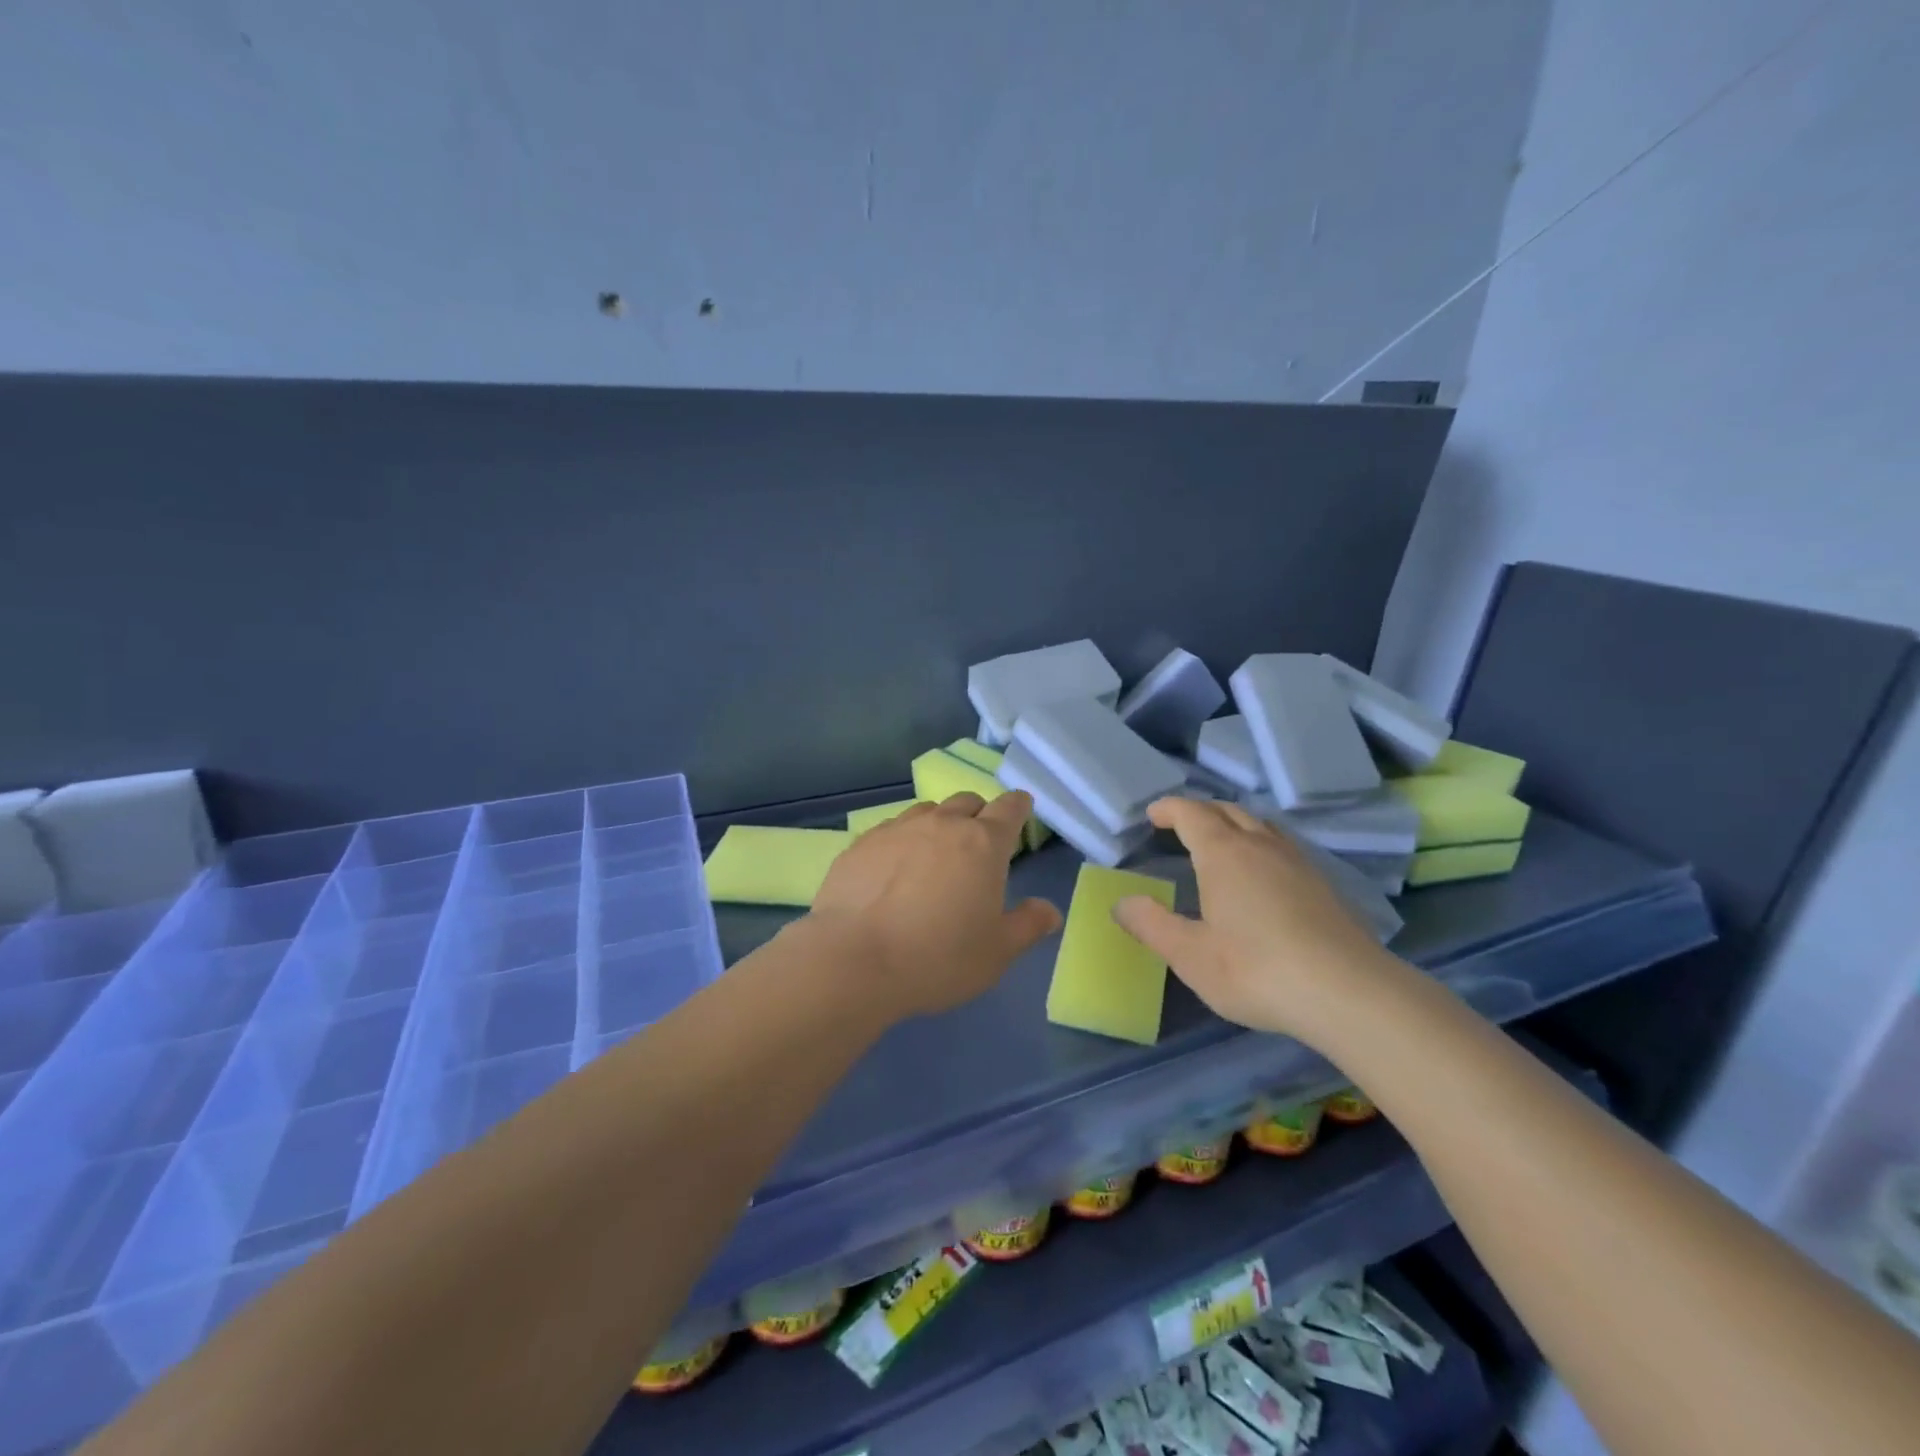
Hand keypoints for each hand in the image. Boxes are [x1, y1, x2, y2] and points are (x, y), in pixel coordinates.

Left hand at [809, 792, 1063, 1019]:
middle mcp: (942, 824)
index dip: (1018, 806)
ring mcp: (897, 829)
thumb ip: (1027, 926)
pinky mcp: (861, 843)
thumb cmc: (938, 958)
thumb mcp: (996, 953)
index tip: (1021, 809)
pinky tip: (893, 869)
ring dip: (939, 824)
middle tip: (979, 842)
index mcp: (983, 843)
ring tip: (935, 854)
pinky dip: (902, 840)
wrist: (854, 959)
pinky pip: (891, 829)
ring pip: (927, 811)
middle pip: (968, 801)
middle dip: (979, 814)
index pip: (1009, 808)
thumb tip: (1050, 911)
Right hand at [1111, 798, 1403, 1043]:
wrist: (1348, 992)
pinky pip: (1282, 846)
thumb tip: (1121, 903)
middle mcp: (1261, 845)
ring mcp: (1298, 862)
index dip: (1169, 809)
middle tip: (1181, 825)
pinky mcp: (1324, 884)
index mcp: (1223, 854)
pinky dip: (1260, 844)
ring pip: (1261, 826)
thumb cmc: (1256, 969)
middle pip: (1228, 811)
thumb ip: (1151, 925)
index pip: (1191, 814)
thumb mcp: (1190, 955)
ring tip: (1220, 843)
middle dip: (1201, 811)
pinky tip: (1263, 876)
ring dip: (1234, 824)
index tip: (1152, 815)